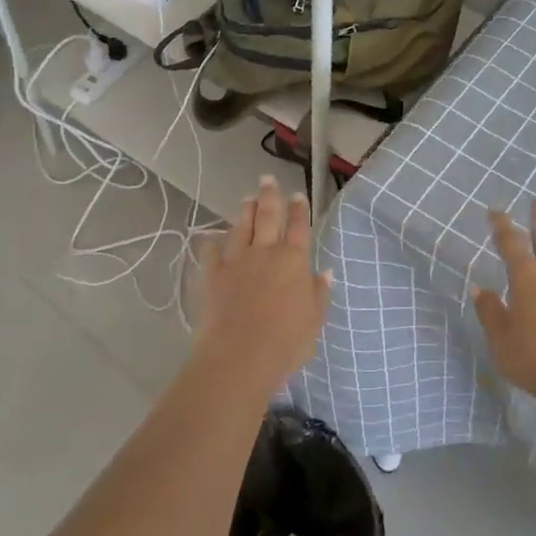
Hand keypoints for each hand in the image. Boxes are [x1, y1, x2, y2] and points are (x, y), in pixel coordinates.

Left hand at [194, 176, 330, 391]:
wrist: (239, 356)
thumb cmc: (285, 341)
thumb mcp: (314, 320)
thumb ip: (318, 293)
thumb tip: (324, 271)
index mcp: (292, 260)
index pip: (298, 227)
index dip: (298, 210)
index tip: (297, 195)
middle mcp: (265, 253)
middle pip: (268, 217)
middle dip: (269, 196)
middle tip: (267, 179)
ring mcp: (236, 261)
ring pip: (241, 228)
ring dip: (244, 211)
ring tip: (246, 198)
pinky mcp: (213, 276)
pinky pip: (212, 254)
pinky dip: (212, 244)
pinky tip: (211, 238)